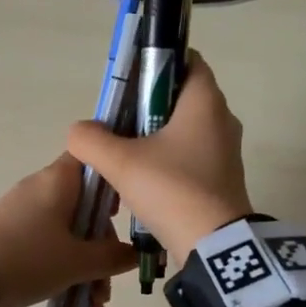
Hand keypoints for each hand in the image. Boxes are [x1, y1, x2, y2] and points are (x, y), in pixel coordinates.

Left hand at [0, 154, 137, 306]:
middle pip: (84, 205)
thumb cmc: (29, 260)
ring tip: (94, 304)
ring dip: (86, 265)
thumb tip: (134, 253)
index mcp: (59, 180)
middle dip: (103, 245)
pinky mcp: (8, 233)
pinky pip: (47, 243)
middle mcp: (41, 188)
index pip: (93, 158)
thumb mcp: (78, 263)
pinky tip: (76, 302)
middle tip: (111, 279)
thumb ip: (113, 256)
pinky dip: (64, 267)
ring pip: (68, 231)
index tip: (128, 209)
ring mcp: (22, 211)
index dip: (115, 178)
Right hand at [66, 52, 251, 257]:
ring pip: (185, 129)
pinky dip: (167, 159)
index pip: (187, 60)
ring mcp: (225, 151)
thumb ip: (91, 139)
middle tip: (117, 121)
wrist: (213, 246)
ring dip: (155, 136)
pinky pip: (191, 156)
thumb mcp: (120, 162)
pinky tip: (142, 178)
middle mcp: (222, 119)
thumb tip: (79, 131)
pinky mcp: (222, 178)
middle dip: (148, 105)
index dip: (157, 63)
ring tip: (124, 152)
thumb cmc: (171, 189)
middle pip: (181, 97)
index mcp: (205, 102)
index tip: (129, 81)